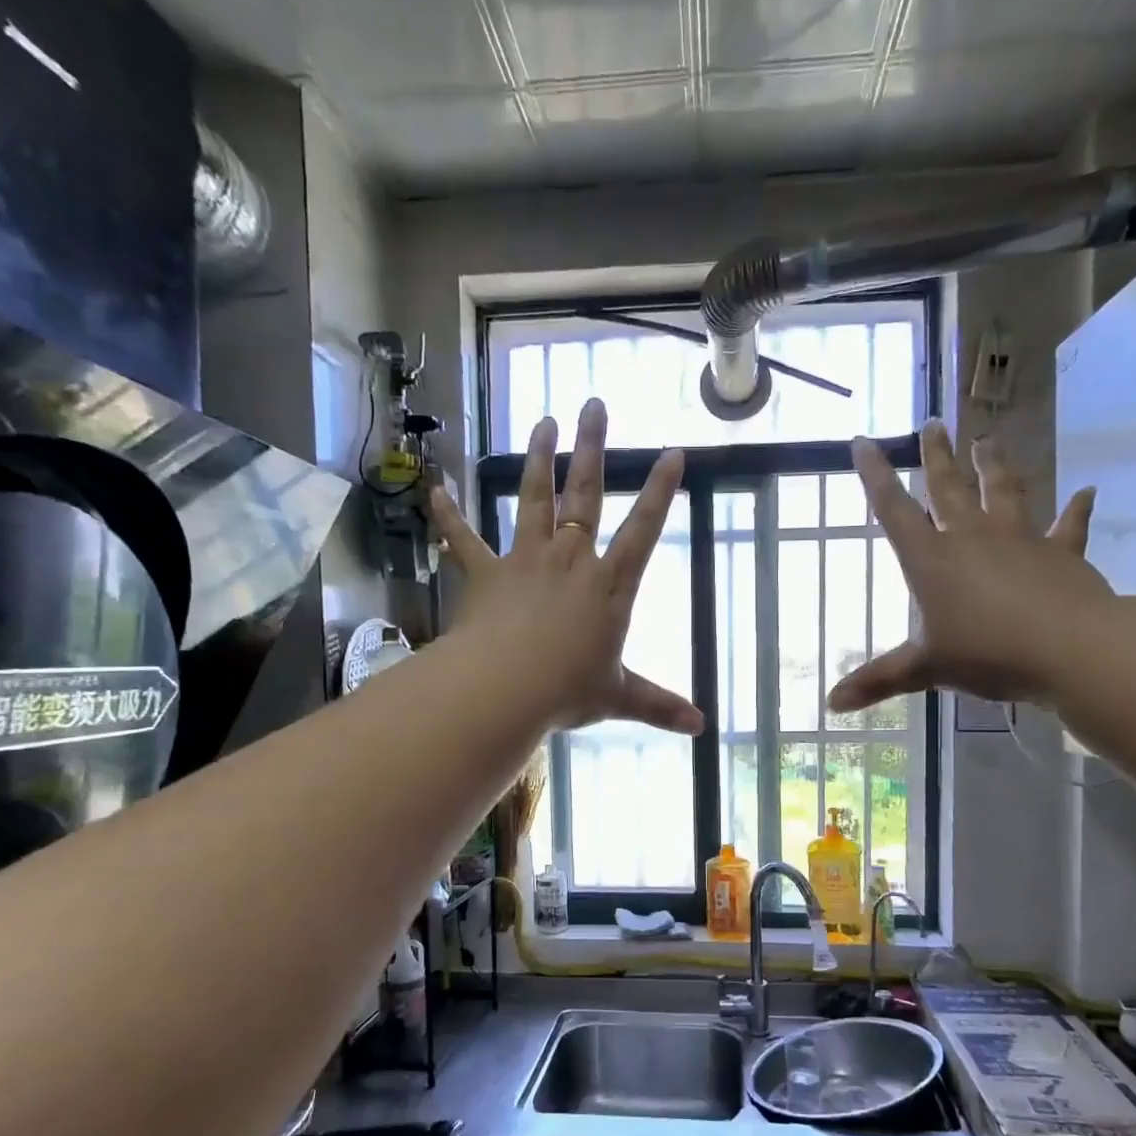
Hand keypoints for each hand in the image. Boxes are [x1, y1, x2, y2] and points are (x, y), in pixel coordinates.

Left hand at [427, 398, 704, 735]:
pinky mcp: (487, 575)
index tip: (673, 453)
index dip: (659, 492)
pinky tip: (435, 489)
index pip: (643, 531)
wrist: (505, 688)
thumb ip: (659, 706)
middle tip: (593, 406)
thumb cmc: (567, 690)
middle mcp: (571, 561)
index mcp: (609, 586)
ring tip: (542, 422)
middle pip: (585, 495)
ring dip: (538, 460)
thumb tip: (701, 728)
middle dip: (592, 449)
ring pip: (533, 500)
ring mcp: (526, 561)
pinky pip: (465, 541)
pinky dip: (449, 516)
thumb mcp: (619, 698)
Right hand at [829, 421, 1112, 711]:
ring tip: (988, 439)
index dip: (875, 476)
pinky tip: (1086, 493)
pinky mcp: (1060, 554)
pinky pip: (1068, 527)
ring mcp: (1019, 540)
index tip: (863, 441)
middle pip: (949, 488)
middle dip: (937, 456)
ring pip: (1004, 492)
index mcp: (932, 560)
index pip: (894, 510)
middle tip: (932, 423)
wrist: (1071, 649)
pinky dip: (1076, 511)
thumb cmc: (988, 653)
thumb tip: (830, 704)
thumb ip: (878, 680)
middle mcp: (971, 538)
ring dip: (995, 465)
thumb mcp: (925, 669)